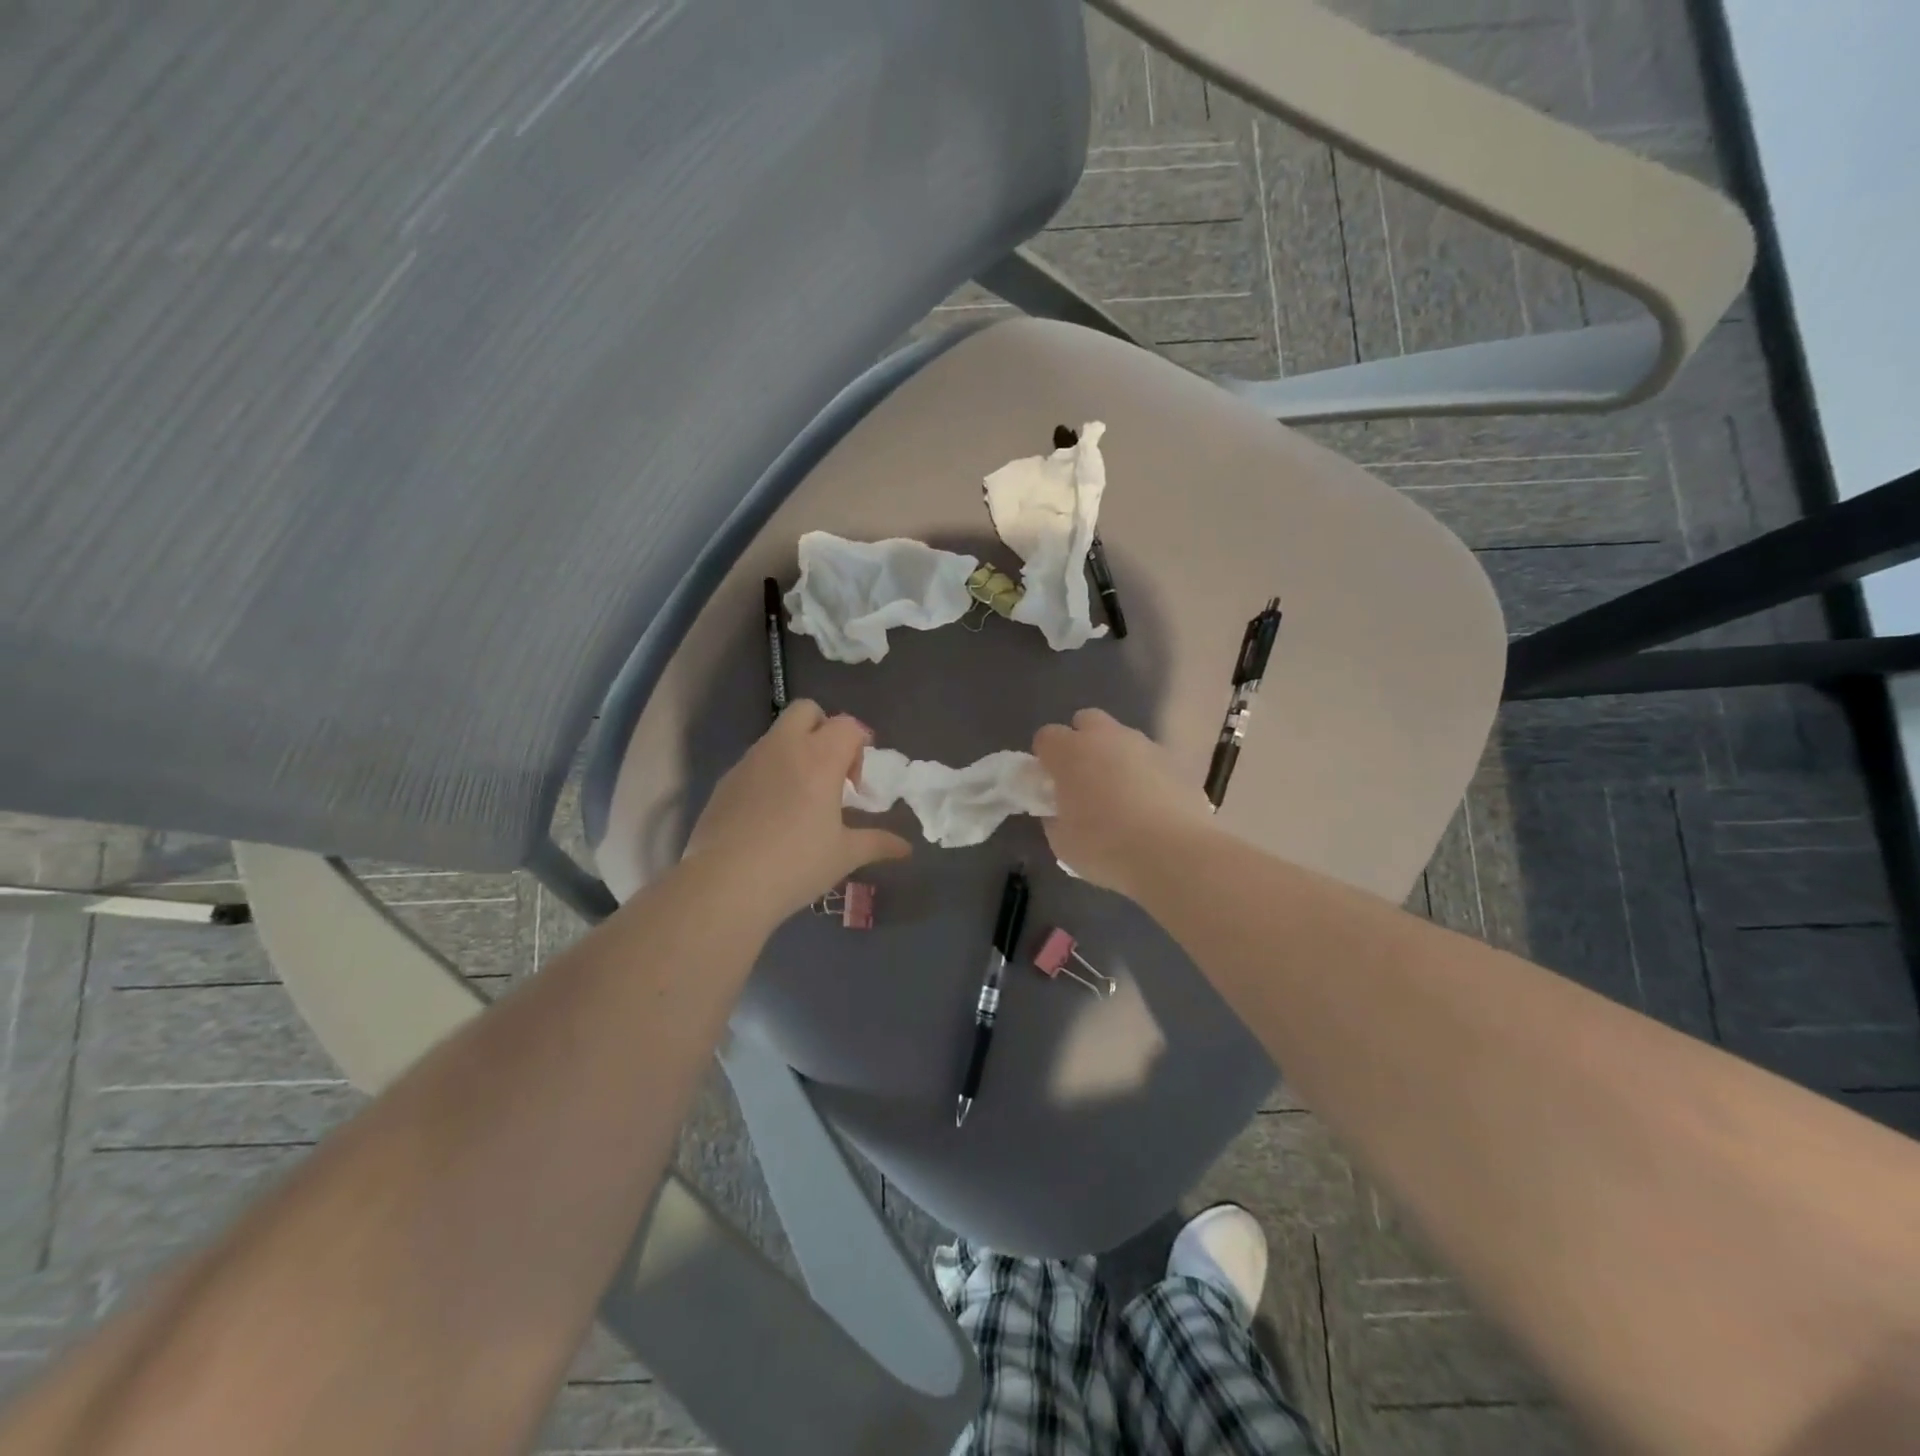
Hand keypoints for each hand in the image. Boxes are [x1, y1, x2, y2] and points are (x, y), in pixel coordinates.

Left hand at [682, 701, 911, 923]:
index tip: (859, 782)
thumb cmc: (795, 865)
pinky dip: (770, 773)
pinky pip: (755, 761)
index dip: (859, 745)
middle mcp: (783, 748)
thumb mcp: (844, 856)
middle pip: (807, 711)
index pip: (847, 725)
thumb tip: (905, 848)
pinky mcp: (725, 781)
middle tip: (831, 771)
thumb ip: (877, 843)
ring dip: (796, 751)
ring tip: (802, 797)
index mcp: (819, 758)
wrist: (724, 885)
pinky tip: (771, 814)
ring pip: (777, 734)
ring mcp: (749, 761)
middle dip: (824, 729)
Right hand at [1032, 708, 1213, 897]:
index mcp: (1071, 752)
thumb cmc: (1106, 848)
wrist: (1174, 854)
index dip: (1045, 758)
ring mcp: (1146, 746)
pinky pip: (1151, 761)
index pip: (1047, 737)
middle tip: (1084, 782)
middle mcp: (1107, 738)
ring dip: (1116, 759)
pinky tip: (1150, 808)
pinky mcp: (1176, 762)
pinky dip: (1146, 776)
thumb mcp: (1062, 842)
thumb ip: (1055, 817)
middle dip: (1082, 744)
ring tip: (1122, 799)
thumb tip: (1060, 810)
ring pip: (1122, 739)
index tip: (1050, 784)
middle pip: (1087, 722)